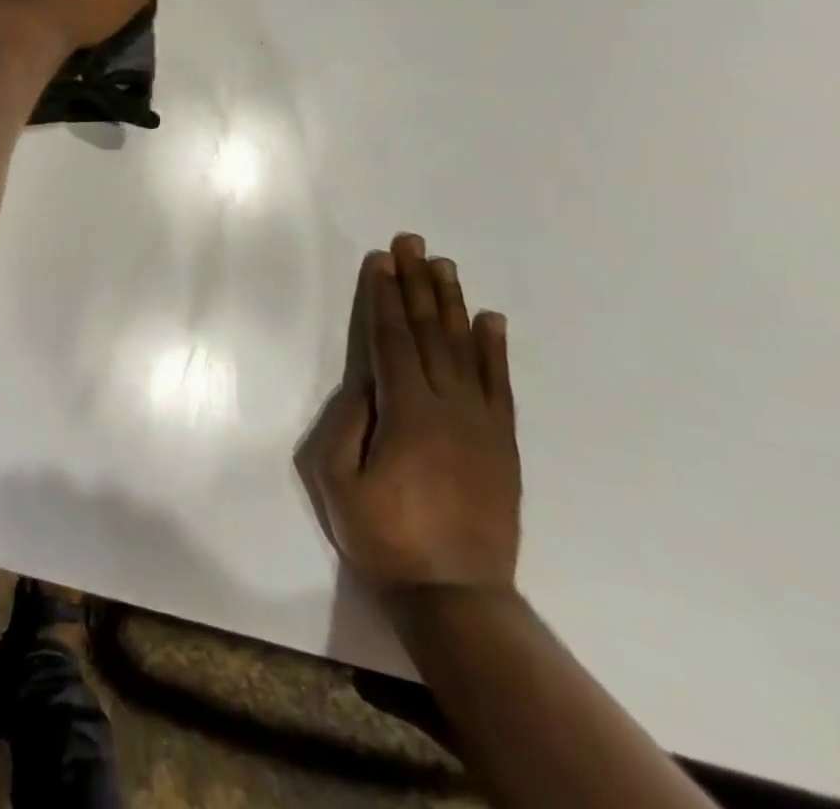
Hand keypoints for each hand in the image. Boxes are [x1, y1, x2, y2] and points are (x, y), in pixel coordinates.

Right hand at [296, 234, 520, 599]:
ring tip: (445, 266)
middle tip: (413, 242)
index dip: (385, 296)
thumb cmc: (385, 538)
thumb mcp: (338, 482)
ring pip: (464, 349)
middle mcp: (449, 407)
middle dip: (417, 283)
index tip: (381, 260)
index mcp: (407, 412)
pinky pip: (499, 385)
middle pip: (430, 332)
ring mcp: (481, 424)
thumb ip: (347, 424)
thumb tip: (366, 383)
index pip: (393, 339)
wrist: (458, 597)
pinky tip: (491, 320)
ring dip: (452, 303)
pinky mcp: (502, 443)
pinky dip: (494, 349)